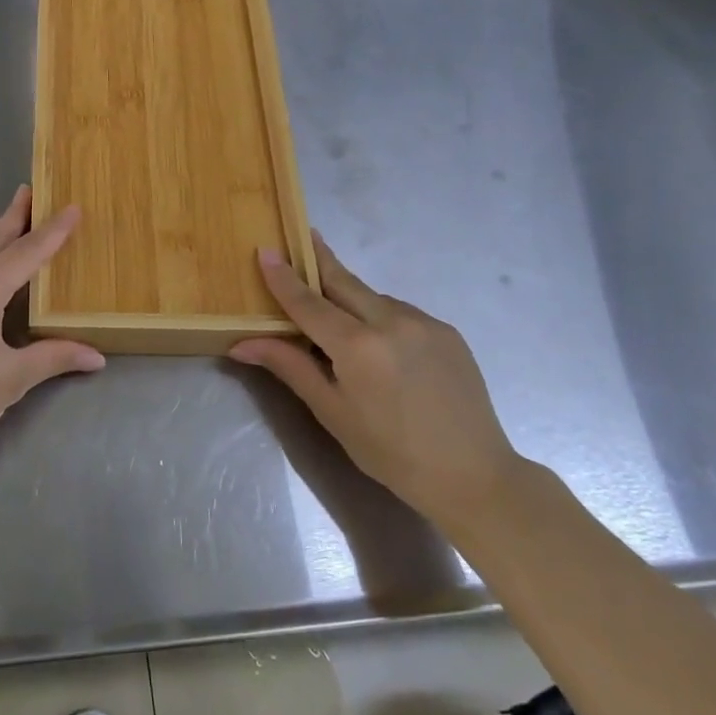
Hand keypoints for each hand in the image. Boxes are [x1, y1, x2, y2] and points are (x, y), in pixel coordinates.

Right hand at [230, 231, 521, 530]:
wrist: (475, 476)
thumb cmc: (391, 452)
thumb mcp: (332, 412)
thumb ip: (290, 366)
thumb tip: (241, 344)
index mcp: (358, 346)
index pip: (308, 302)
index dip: (283, 277)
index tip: (264, 250)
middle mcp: (392, 321)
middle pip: (343, 281)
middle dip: (319, 260)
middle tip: (301, 237)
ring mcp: (424, 322)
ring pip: (373, 297)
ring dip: (349, 295)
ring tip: (336, 313)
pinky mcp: (447, 331)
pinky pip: (400, 312)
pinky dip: (379, 316)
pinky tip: (378, 342)